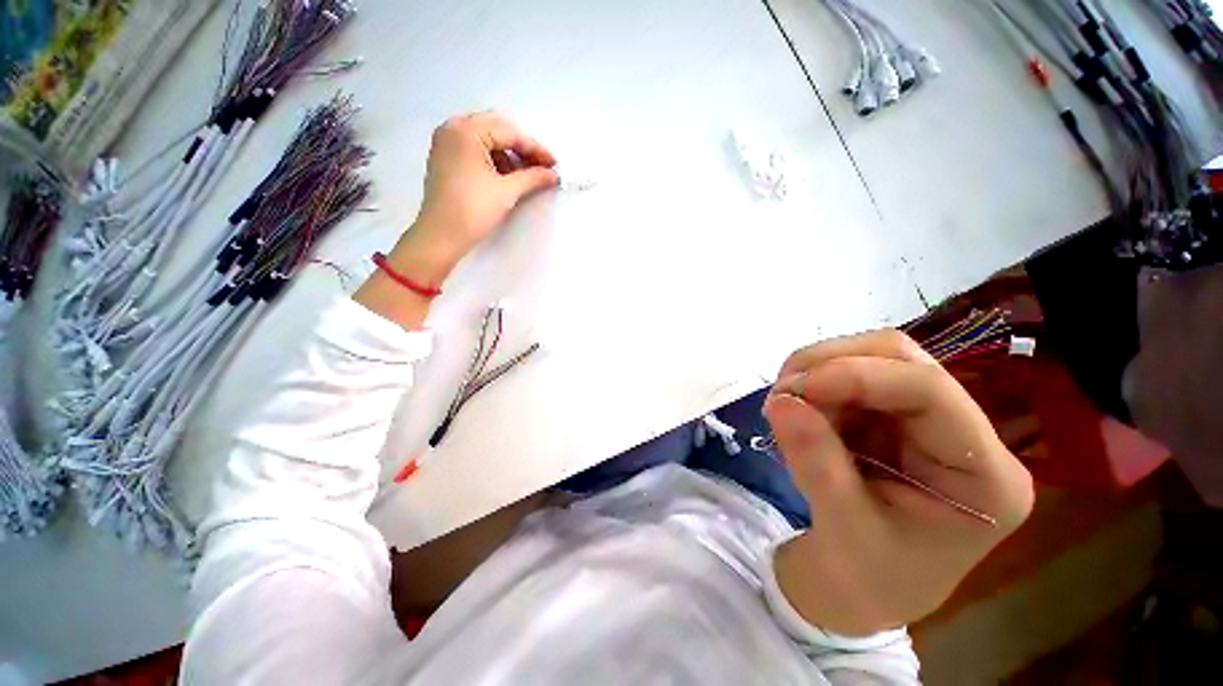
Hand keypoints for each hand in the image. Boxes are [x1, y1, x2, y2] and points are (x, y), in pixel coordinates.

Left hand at [395, 112, 558, 281]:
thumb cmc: (473, 210)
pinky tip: (507, 177)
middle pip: (497, 130)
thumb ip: (533, 178)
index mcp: (467, 131)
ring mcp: (446, 142)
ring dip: (509, 155)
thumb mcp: (507, 192)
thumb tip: (553, 174)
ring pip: (487, 139)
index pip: (510, 132)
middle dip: (522, 149)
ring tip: (526, 175)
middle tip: (542, 168)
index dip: (535, 149)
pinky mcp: (445, 157)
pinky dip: (494, 160)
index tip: (555, 165)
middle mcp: (453, 128)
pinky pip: (475, 149)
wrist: (441, 236)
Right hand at [767, 330, 1033, 635]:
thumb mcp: (843, 528)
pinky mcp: (892, 417)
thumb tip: (780, 401)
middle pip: (900, 359)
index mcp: (983, 476)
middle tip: (782, 393)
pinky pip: (847, 378)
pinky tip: (798, 417)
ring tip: (785, 410)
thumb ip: (815, 462)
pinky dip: (813, 388)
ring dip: (816, 375)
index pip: (929, 391)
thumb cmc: (867, 578)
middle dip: (830, 365)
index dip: (856, 376)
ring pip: (869, 361)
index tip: (793, 388)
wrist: (862, 589)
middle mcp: (964, 434)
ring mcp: (926, 420)